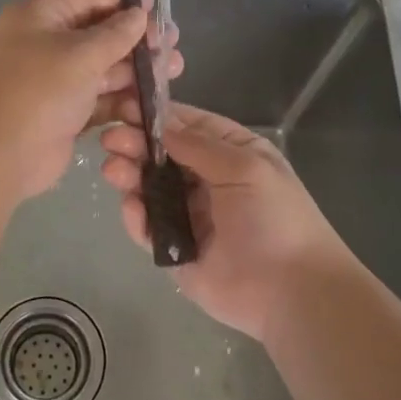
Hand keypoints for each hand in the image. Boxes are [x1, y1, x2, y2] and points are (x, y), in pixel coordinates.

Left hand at [0, 0, 182, 200]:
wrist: (3, 154)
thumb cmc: (40, 90)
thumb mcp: (81, 54)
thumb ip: (116, 33)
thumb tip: (140, 13)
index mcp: (39, 17)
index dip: (124, 3)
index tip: (159, 8)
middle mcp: (45, 42)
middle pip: (99, 34)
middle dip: (137, 40)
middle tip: (174, 43)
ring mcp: (55, 79)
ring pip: (103, 68)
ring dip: (136, 70)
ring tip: (175, 69)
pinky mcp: (65, 110)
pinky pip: (99, 97)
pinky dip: (124, 97)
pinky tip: (156, 99)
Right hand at [99, 103, 353, 340]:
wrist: (291, 292)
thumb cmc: (274, 218)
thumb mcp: (245, 168)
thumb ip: (198, 145)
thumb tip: (161, 123)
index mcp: (231, 154)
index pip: (188, 125)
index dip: (156, 116)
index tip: (123, 107)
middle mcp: (208, 180)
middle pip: (163, 155)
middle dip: (135, 144)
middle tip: (110, 140)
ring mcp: (189, 215)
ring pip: (149, 188)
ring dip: (129, 175)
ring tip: (112, 170)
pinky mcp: (174, 249)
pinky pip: (147, 226)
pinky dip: (135, 216)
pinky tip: (131, 207)